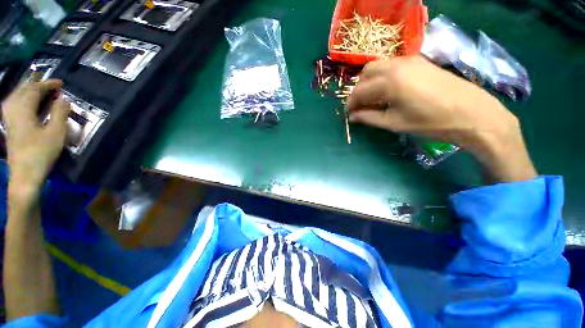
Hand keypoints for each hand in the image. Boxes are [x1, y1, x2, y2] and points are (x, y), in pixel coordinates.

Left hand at [2, 80, 69, 195]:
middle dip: (36, 84)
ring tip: (37, 87)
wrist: (24, 176)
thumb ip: (60, 114)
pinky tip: (24, 100)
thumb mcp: (55, 134)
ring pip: (16, 96)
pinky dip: (21, 98)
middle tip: (50, 83)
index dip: (48, 84)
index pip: (34, 90)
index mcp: (23, 110)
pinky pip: (13, 105)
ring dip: (28, 90)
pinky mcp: (9, 126)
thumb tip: (64, 99)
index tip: (61, 83)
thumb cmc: (41, 154)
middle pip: (23, 91)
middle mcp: (13, 110)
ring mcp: (9, 119)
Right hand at [347, 56, 535, 182]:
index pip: (359, 91)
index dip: (350, 103)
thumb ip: (369, 118)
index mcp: (389, 82)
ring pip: (378, 66)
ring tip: (373, 99)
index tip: (349, 114)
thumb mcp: (394, 123)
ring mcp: (409, 60)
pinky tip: (388, 90)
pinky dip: (382, 76)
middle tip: (360, 106)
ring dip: (370, 82)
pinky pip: (391, 65)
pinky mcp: (419, 61)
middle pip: (365, 73)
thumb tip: (352, 117)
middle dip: (358, 90)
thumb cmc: (430, 122)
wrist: (471, 113)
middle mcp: (396, 65)